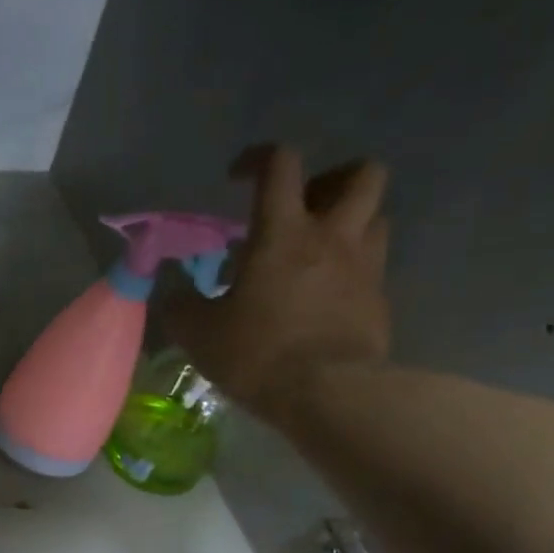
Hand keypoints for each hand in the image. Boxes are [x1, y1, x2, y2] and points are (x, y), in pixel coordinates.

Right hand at [163, 144, 391, 424]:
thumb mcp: (199, 334)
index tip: (238, 178)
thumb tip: (172, 297)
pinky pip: (374, 266)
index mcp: (283, 232)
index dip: (258, 159)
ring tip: (320, 251)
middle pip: (360, 173)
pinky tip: (329, 297)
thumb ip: (182, 307)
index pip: (280, 164)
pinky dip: (354, 269)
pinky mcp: (380, 300)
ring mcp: (365, 266)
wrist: (327, 394)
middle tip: (303, 210)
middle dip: (332, 181)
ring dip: (351, 222)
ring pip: (377, 216)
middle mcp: (332, 236)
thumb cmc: (257, 354)